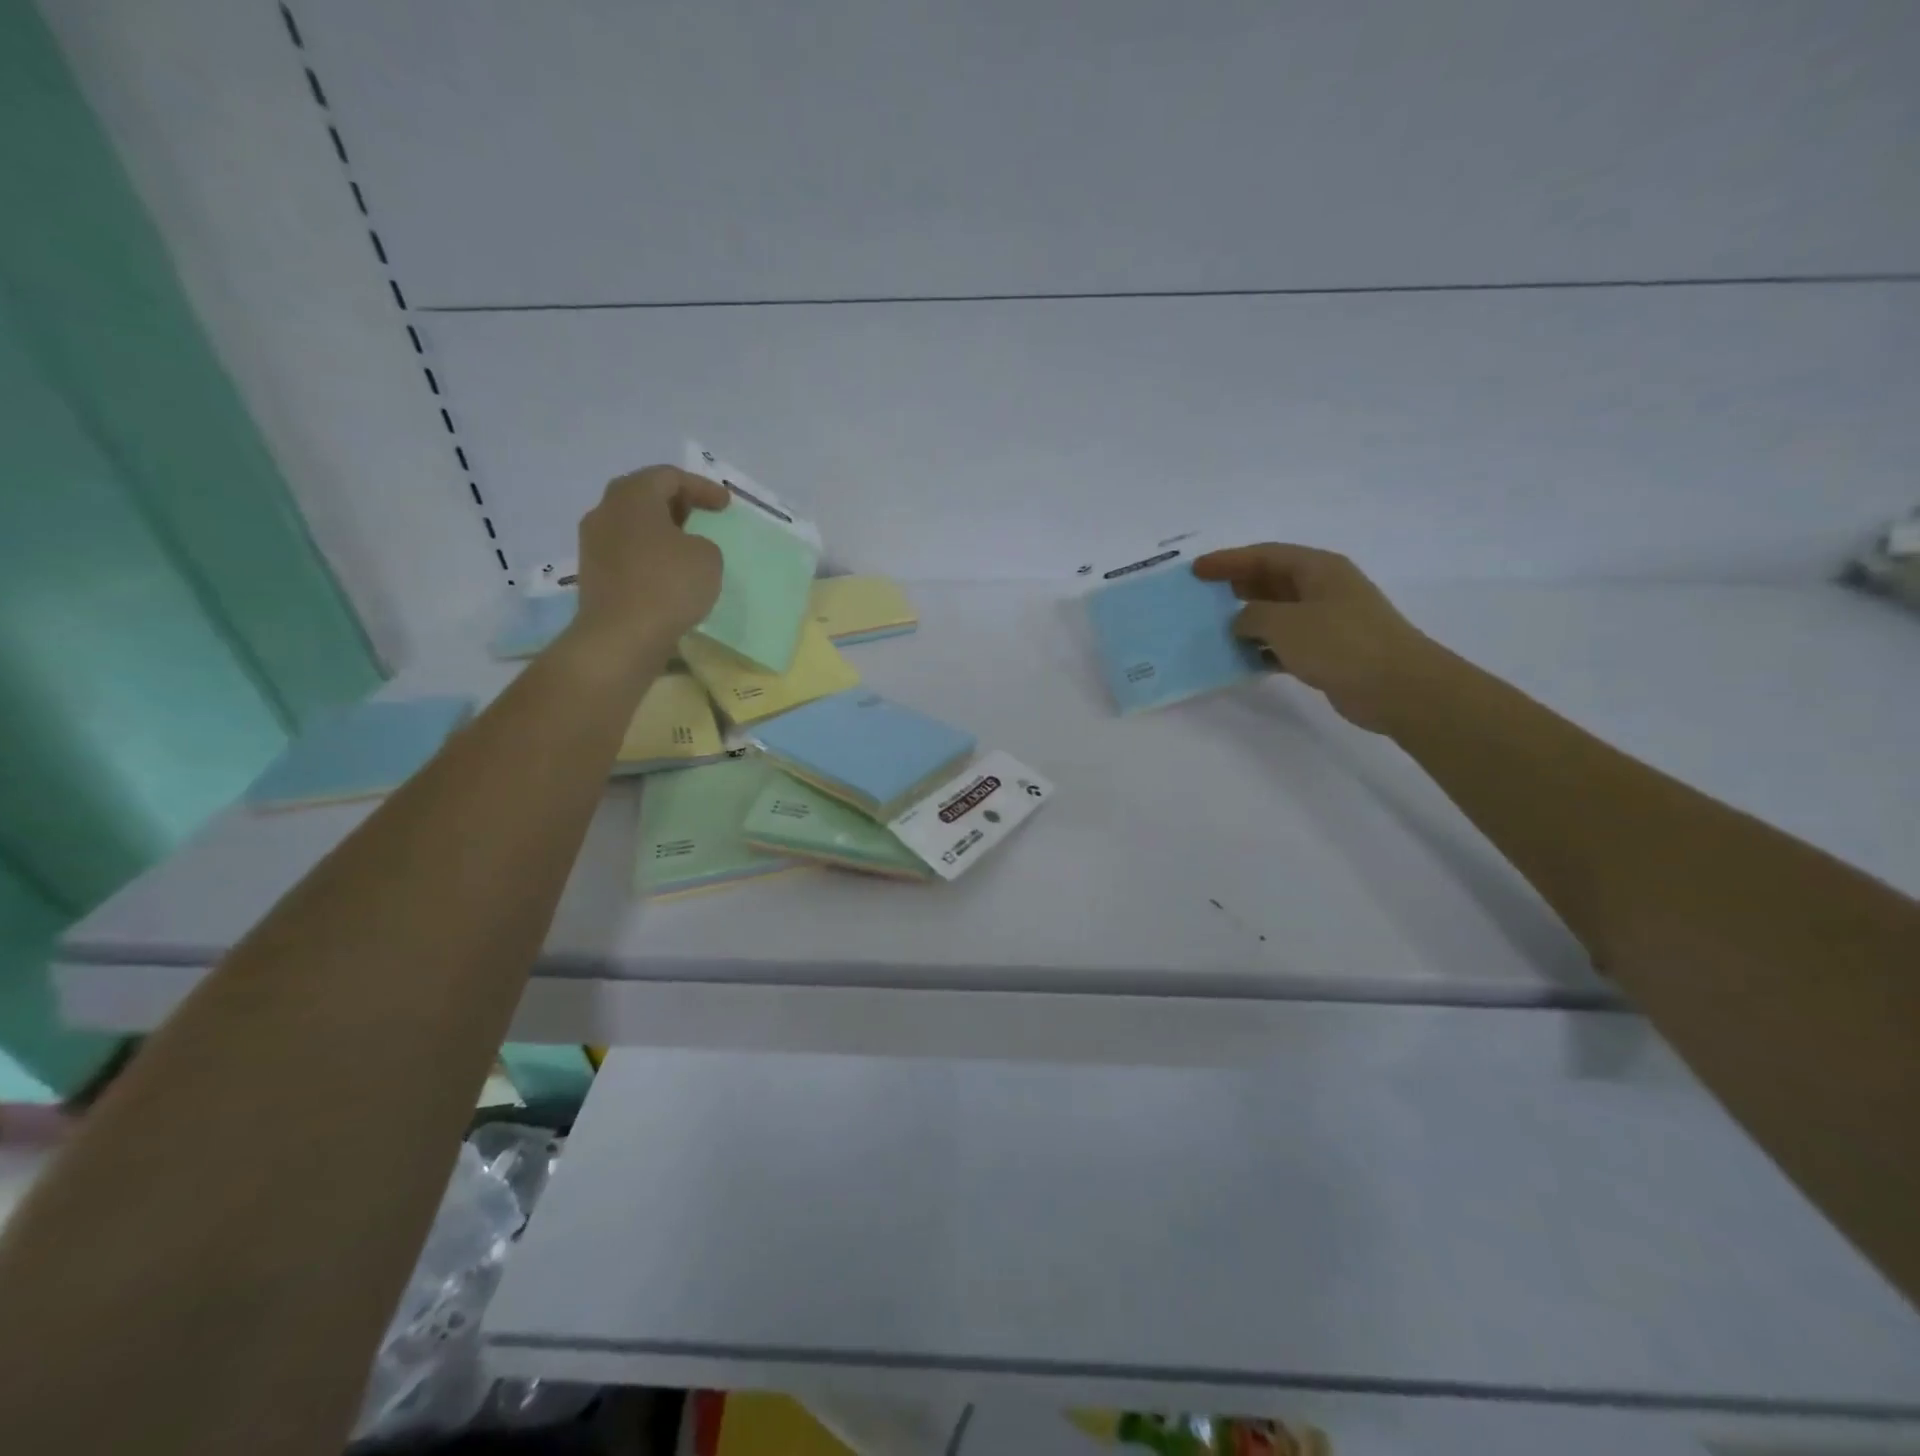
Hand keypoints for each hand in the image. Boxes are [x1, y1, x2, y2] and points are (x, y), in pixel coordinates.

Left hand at [567, 466, 728, 669]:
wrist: (622, 636)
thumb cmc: (668, 585)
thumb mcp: (708, 557)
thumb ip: (702, 543)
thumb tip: (685, 548)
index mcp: (633, 496)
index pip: (669, 476)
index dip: (702, 487)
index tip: (726, 505)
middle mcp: (606, 511)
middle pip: (645, 496)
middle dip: (677, 504)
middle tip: (703, 517)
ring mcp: (594, 544)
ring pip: (633, 525)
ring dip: (661, 532)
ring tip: (687, 547)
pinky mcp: (594, 574)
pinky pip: (627, 553)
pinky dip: (650, 555)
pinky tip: (669, 573)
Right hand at [1193, 543, 1441, 732]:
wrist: (1397, 687)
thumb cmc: (1340, 643)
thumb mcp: (1285, 623)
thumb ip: (1252, 616)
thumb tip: (1240, 622)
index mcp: (1317, 569)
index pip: (1264, 555)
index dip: (1228, 560)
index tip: (1196, 570)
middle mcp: (1323, 589)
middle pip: (1270, 580)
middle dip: (1235, 587)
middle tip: (1200, 597)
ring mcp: (1327, 621)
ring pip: (1277, 613)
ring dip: (1246, 621)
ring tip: (1212, 630)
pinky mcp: (1328, 651)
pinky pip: (1285, 643)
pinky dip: (1262, 648)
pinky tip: (1241, 660)